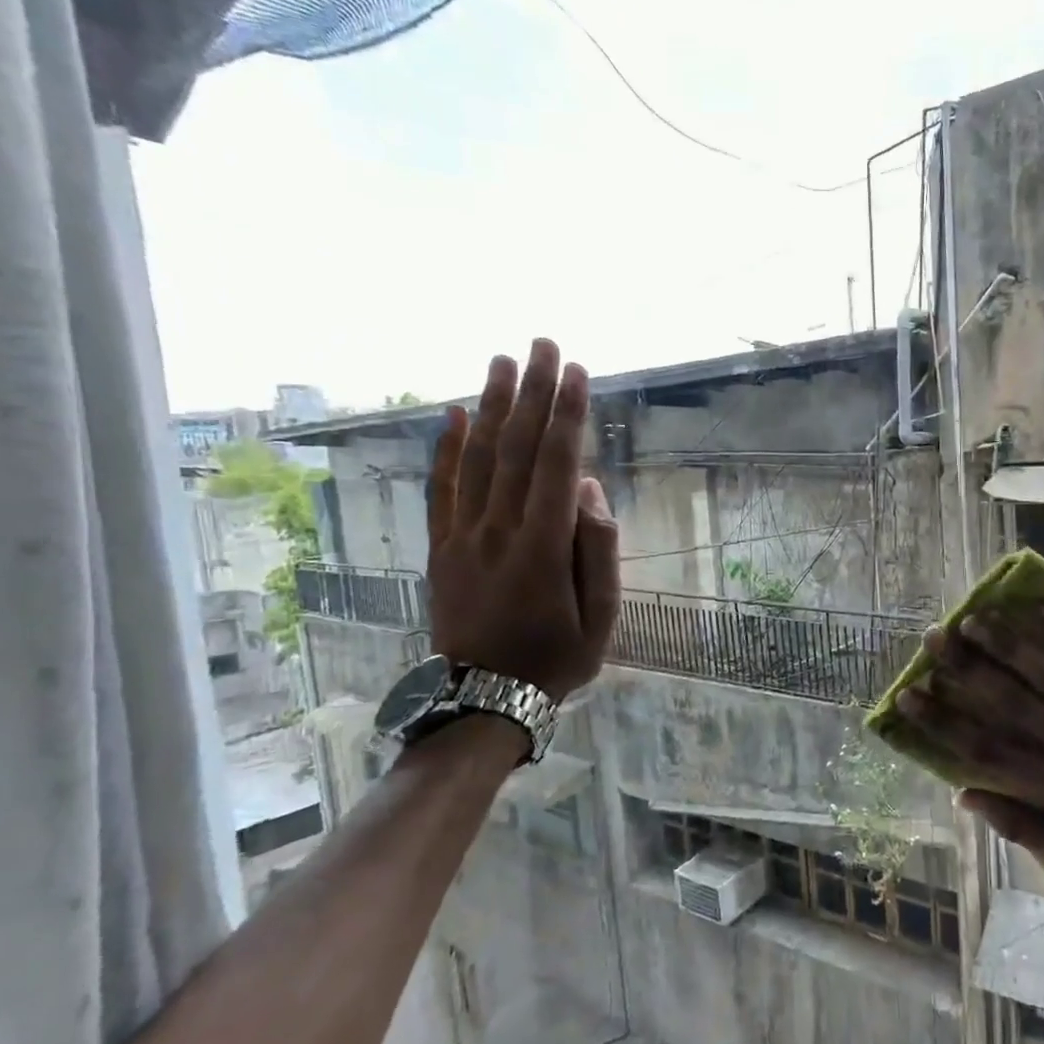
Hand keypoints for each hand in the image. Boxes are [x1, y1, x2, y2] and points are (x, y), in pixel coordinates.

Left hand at [426, 340, 620, 702]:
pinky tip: (455, 416)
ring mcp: (463, 536)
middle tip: (542, 344)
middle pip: (515, 448)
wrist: (483, 698)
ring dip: (491, 406)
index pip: (555, 464)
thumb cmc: (555, 659)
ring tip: (502, 362)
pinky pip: (441, 490)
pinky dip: (446, 450)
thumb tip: (586, 490)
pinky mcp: (441, 547)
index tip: (576, 372)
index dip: (567, 415)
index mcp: (542, 547)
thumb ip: (597, 551)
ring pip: (477, 459)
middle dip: (532, 393)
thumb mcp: (601, 617)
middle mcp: (498, 530)